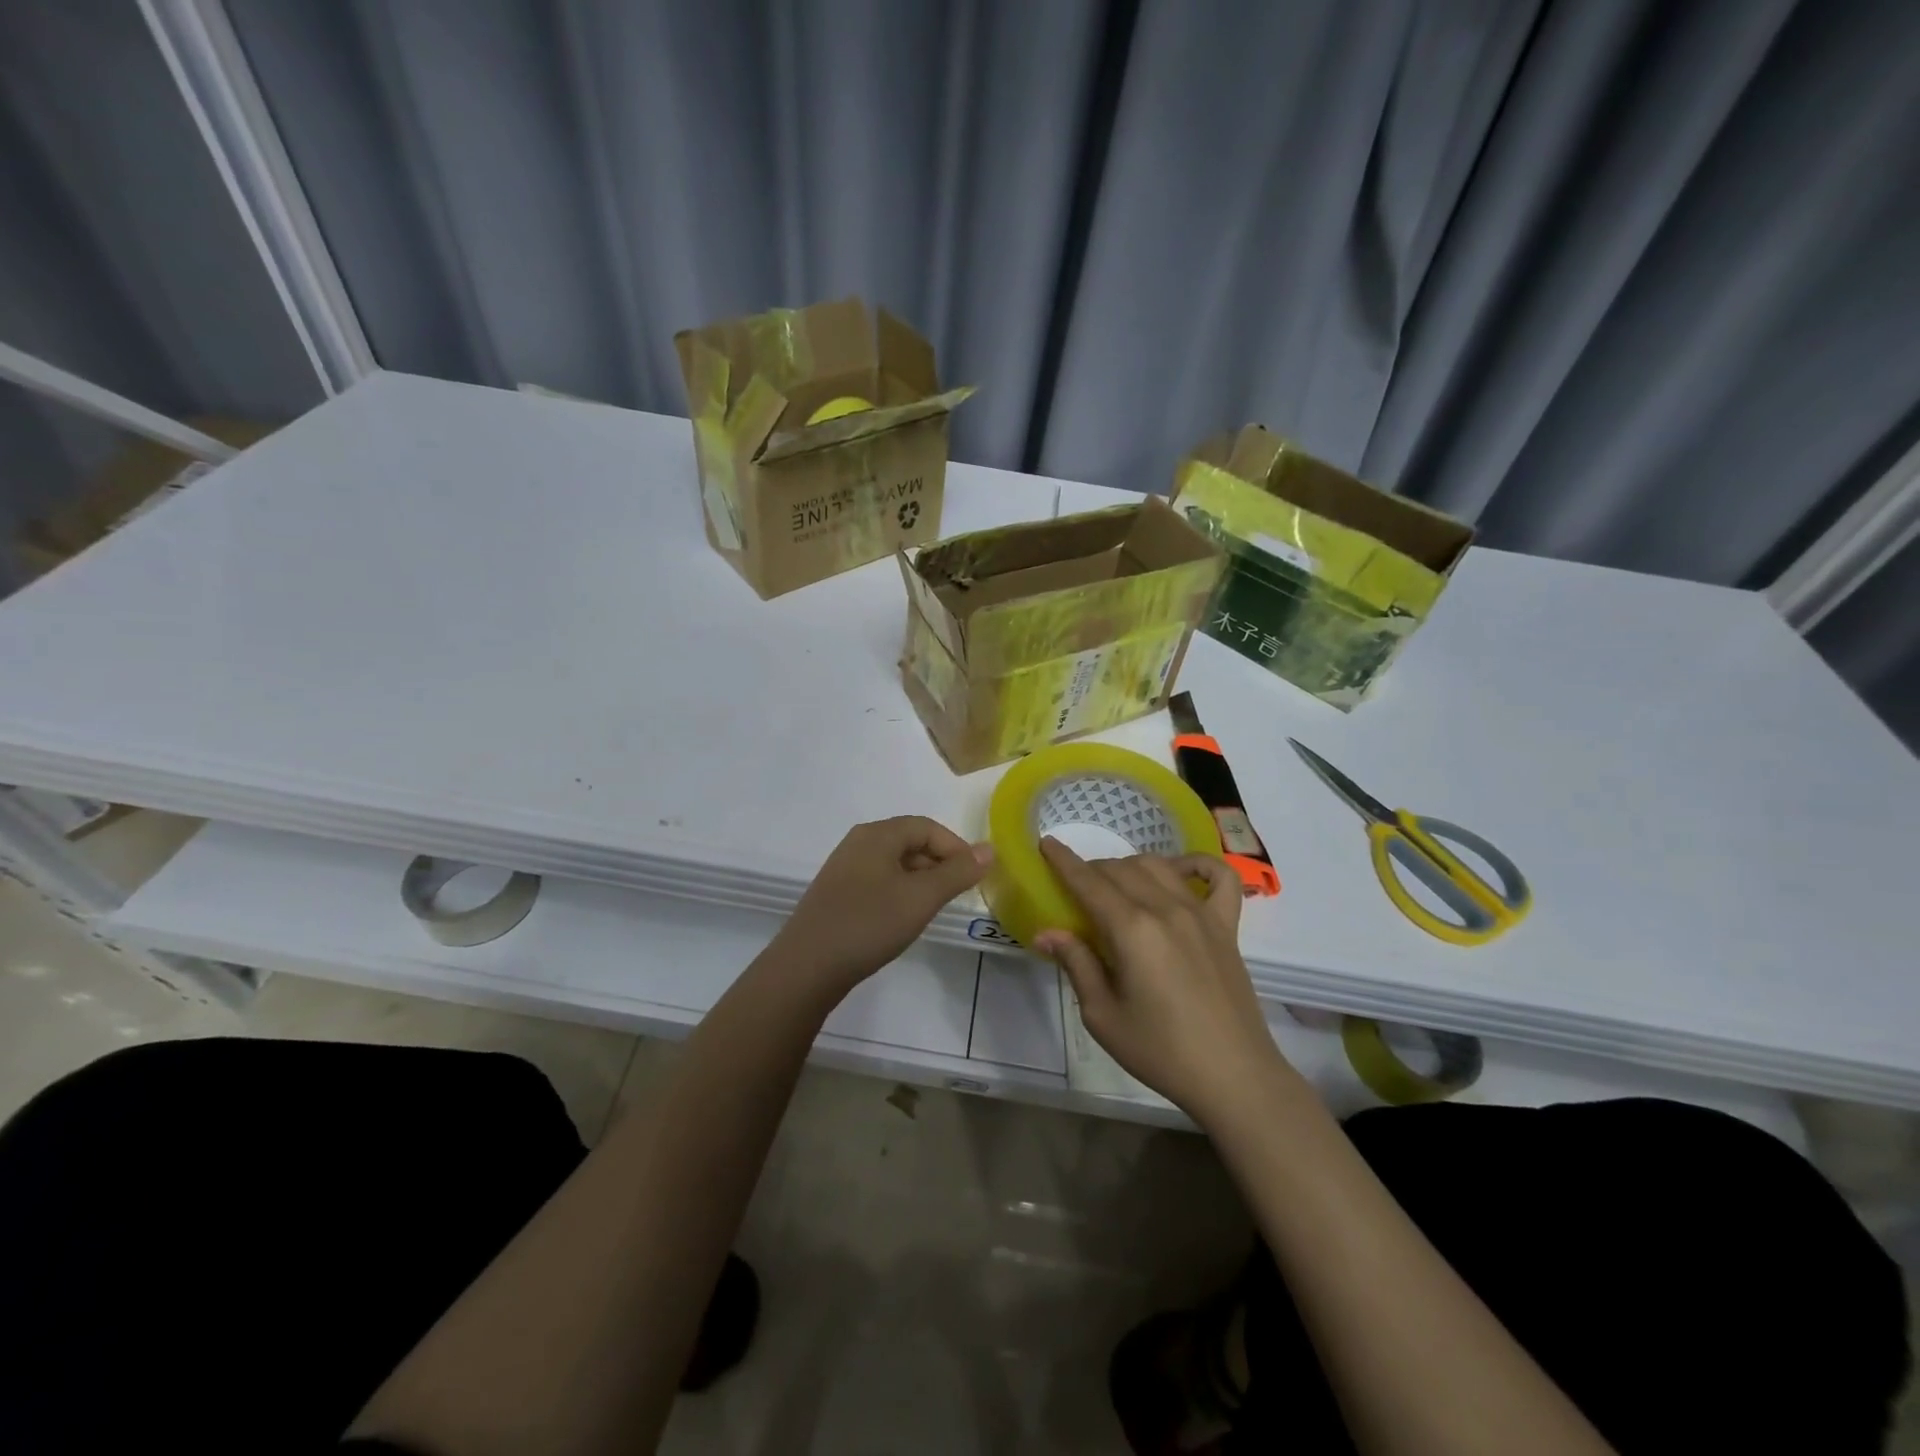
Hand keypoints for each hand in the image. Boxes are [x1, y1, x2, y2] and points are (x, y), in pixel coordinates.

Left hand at [765, 816, 990, 1003]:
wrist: (806, 967)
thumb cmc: (868, 924)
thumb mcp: (921, 898)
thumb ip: (957, 872)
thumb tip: (989, 849)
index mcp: (877, 834)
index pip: (927, 826)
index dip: (956, 847)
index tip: (974, 876)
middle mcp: (858, 842)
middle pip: (910, 841)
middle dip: (940, 863)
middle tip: (958, 894)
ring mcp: (844, 868)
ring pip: (894, 863)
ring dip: (921, 880)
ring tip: (934, 908)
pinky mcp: (837, 893)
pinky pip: (878, 881)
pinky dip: (899, 892)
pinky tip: (903, 918)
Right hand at [1035, 839, 1294, 1124]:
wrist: (1233, 1076)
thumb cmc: (1161, 1051)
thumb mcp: (1103, 1016)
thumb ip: (1077, 964)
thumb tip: (1047, 932)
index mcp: (1131, 930)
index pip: (1088, 882)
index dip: (1063, 861)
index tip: (1046, 844)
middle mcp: (1165, 909)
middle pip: (1120, 869)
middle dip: (1092, 869)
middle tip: (1077, 888)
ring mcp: (1201, 913)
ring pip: (1158, 865)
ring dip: (1130, 866)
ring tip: (1116, 885)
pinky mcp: (1227, 925)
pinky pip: (1220, 877)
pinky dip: (1198, 864)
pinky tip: (1180, 872)